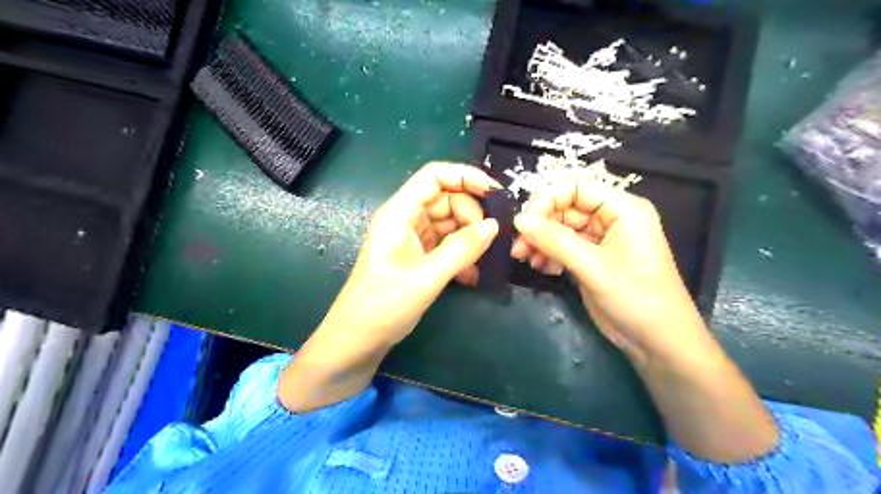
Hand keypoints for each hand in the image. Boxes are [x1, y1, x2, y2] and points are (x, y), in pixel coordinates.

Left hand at [278, 160, 497, 411]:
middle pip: (446, 199)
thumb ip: (462, 249)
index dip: (465, 176)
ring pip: (449, 223)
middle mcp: (406, 219)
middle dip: (471, 215)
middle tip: (488, 240)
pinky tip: (470, 277)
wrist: (358, 340)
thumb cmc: (383, 305)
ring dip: (469, 239)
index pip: (434, 176)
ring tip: (482, 262)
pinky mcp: (418, 256)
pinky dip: (461, 255)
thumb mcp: (427, 277)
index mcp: (399, 213)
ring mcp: (412, 238)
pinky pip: (446, 245)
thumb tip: (494, 226)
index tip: (495, 193)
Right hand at [514, 180, 709, 364]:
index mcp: (622, 209)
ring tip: (527, 261)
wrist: (658, 342)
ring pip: (561, 228)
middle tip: (518, 249)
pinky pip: (564, 247)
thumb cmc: (636, 298)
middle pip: (565, 208)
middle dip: (540, 226)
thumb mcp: (593, 267)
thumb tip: (518, 220)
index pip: (576, 187)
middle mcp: (611, 218)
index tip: (523, 223)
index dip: (547, 200)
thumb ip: (555, 240)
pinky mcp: (592, 259)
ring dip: (541, 242)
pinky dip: (549, 255)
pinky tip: (543, 269)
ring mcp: (601, 239)